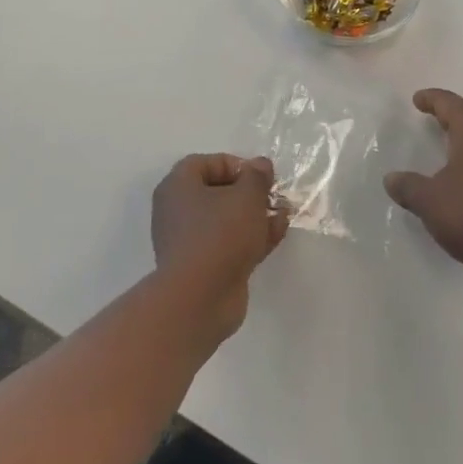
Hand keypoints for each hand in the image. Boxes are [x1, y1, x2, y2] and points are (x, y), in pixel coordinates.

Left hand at [152, 154, 288, 339]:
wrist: (199, 300)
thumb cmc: (220, 234)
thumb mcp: (247, 196)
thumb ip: (256, 177)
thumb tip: (260, 164)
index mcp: (178, 187)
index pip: (205, 163)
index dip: (235, 165)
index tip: (259, 175)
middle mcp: (178, 211)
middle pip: (217, 192)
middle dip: (250, 192)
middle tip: (273, 195)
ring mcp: (189, 242)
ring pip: (226, 220)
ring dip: (255, 215)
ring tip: (284, 214)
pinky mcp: (203, 267)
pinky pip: (228, 243)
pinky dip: (251, 237)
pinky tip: (277, 234)